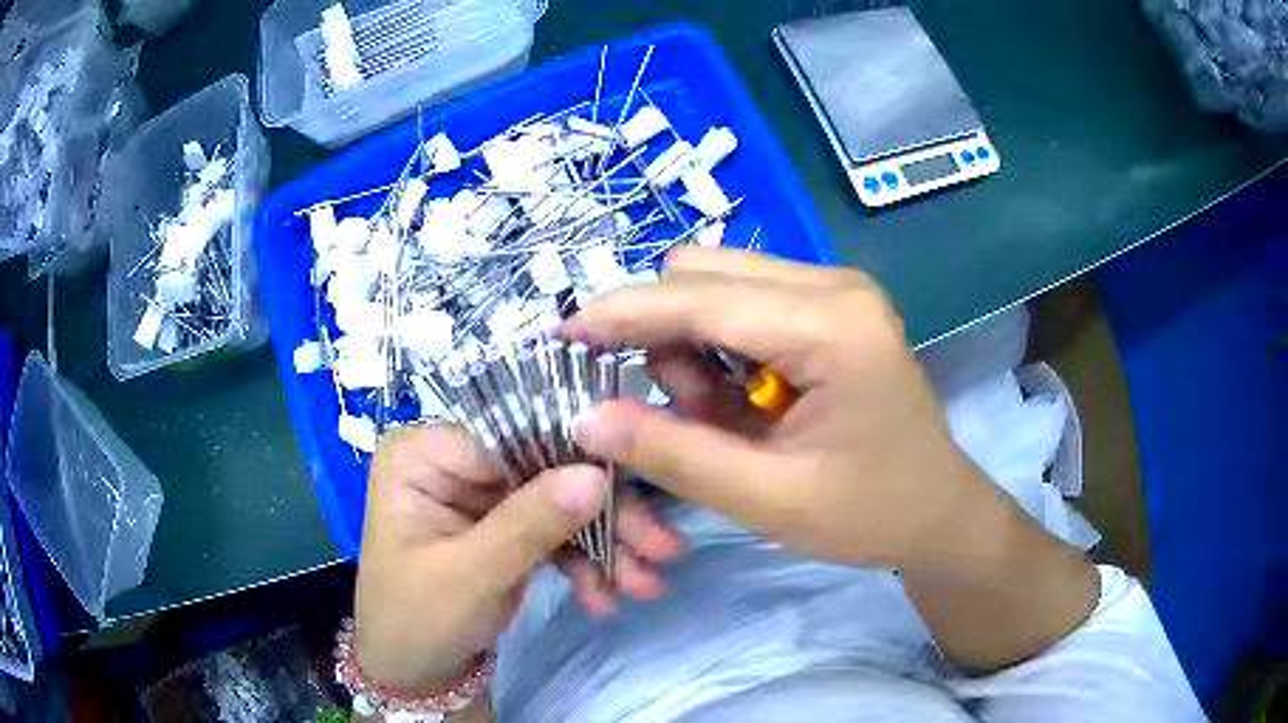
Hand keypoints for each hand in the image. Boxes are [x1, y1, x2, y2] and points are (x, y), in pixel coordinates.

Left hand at [353, 425, 682, 695]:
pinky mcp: (501, 526)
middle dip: (601, 513)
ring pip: (556, 500)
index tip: (634, 488)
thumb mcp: (470, 576)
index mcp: (423, 453)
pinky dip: (582, 562)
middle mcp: (453, 461)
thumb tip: (596, 474)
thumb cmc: (417, 620)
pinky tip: (606, 595)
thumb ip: (529, 524)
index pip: (510, 433)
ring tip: (645, 583)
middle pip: (542, 467)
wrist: (411, 672)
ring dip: (603, 543)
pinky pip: (552, 531)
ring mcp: (480, 495)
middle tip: (661, 548)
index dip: (574, 455)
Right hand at [565, 247, 1098, 670]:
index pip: (702, 297)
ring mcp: (834, 289)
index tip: (564, 336)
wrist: (937, 512)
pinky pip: (743, 302)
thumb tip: (586, 420)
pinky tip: (745, 402)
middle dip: (663, 336)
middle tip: (680, 412)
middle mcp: (834, 284)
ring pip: (716, 282)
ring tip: (726, 419)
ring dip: (692, 346)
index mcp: (833, 325)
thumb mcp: (768, 499)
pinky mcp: (828, 305)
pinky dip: (719, 348)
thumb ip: (674, 455)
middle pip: (703, 271)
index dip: (624, 314)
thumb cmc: (869, 513)